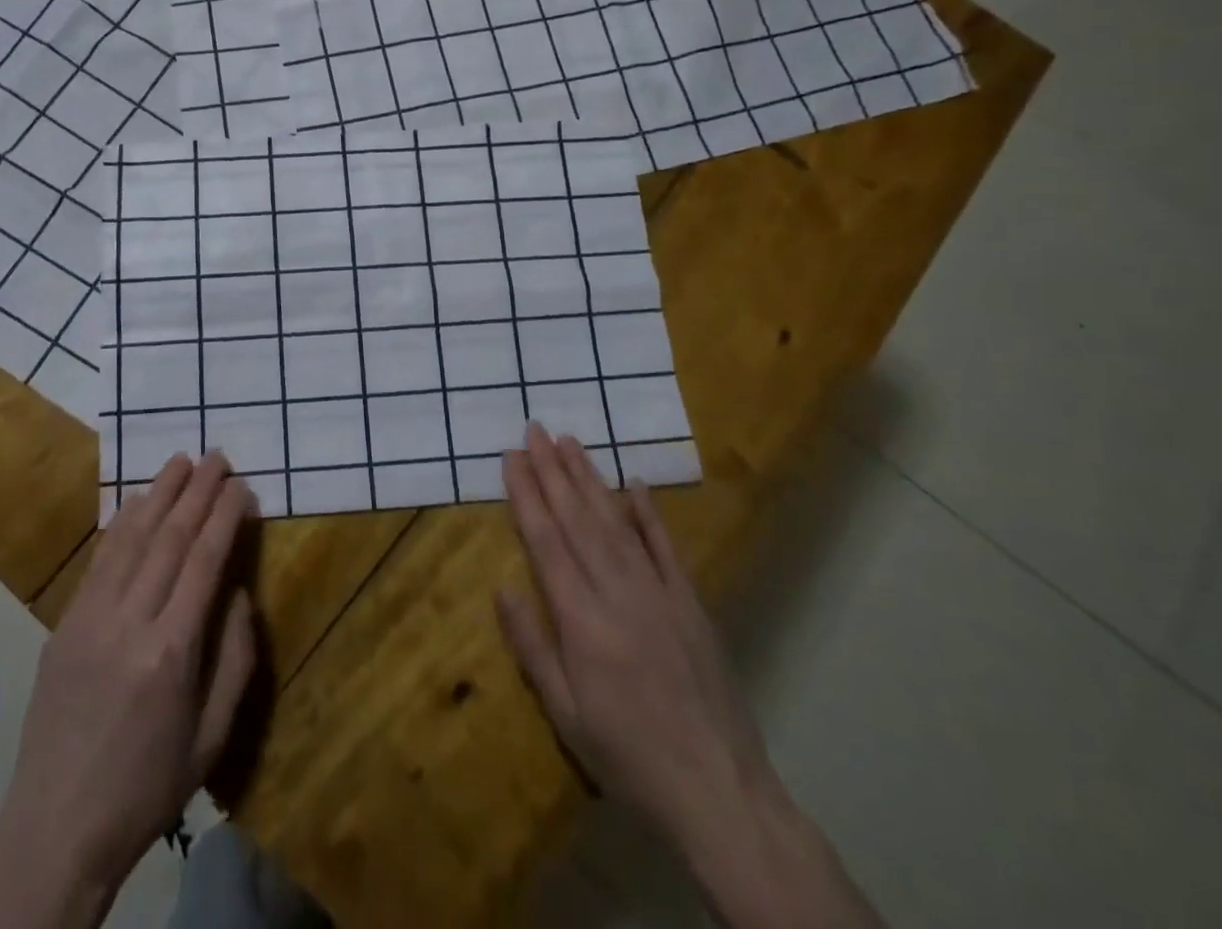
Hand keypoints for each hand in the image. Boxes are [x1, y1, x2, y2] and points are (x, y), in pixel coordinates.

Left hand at [0, 453, 257, 928]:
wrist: (57, 827)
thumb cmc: (148, 786)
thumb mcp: (212, 736)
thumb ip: (235, 657)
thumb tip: (237, 591)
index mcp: (171, 652)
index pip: (204, 561)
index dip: (225, 516)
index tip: (241, 486)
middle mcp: (129, 622)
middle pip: (169, 538)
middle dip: (197, 492)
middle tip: (217, 456)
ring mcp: (90, 619)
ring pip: (131, 539)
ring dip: (159, 494)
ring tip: (181, 461)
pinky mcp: (65, 624)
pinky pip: (99, 561)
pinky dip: (122, 524)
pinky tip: (137, 501)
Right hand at [496, 422, 774, 860]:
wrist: (720, 793)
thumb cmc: (628, 757)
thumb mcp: (566, 714)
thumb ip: (532, 647)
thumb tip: (501, 587)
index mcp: (582, 620)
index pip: (546, 541)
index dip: (526, 494)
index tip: (511, 456)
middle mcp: (618, 593)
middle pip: (578, 519)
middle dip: (552, 470)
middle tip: (535, 429)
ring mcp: (659, 593)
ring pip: (616, 521)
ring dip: (589, 478)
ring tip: (570, 441)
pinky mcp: (690, 603)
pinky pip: (665, 547)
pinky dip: (648, 512)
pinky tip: (634, 483)